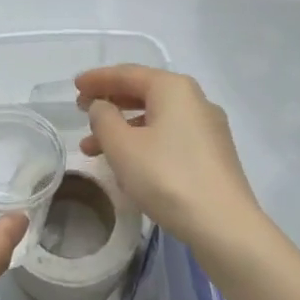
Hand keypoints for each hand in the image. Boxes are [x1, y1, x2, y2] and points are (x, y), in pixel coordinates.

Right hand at [77, 65, 261, 252]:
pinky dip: (143, 143)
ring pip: (155, 118)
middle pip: (143, 92)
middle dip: (109, 103)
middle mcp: (194, 100)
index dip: (97, 78)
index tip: (74, 86)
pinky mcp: (212, 155)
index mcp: (173, 88)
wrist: (225, 226)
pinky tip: (126, 165)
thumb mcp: (123, 146)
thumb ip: (104, 118)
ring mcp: (207, 128)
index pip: (127, 73)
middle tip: (81, 111)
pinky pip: (169, 137)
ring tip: (92, 149)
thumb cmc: (167, 177)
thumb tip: (102, 107)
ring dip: (122, 129)